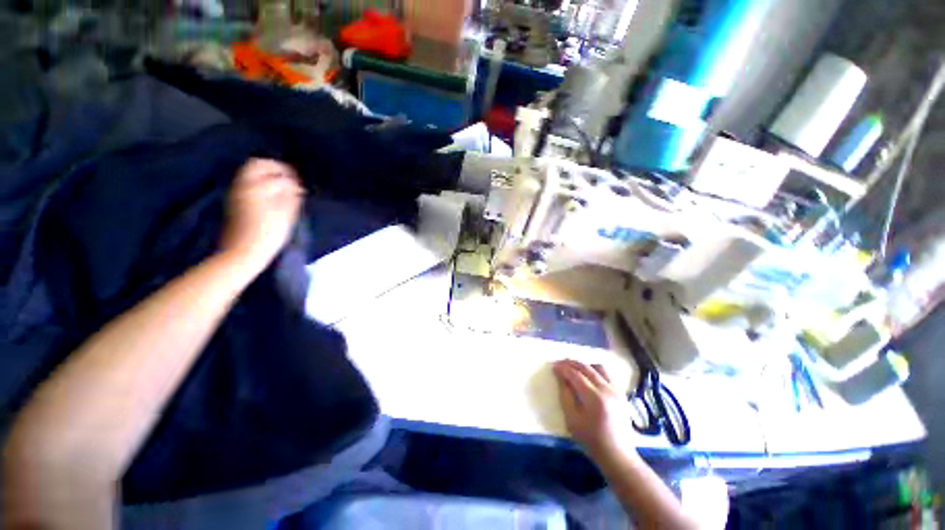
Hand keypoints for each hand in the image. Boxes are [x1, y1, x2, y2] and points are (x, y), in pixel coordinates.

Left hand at [220, 159, 303, 274]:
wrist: (243, 252)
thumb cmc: (268, 234)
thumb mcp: (286, 214)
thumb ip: (291, 196)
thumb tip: (296, 186)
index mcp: (256, 186)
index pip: (274, 170)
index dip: (289, 174)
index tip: (300, 182)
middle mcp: (242, 185)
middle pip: (256, 165)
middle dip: (274, 168)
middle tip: (290, 179)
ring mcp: (236, 193)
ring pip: (250, 173)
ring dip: (266, 176)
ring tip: (283, 188)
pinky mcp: (234, 202)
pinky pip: (247, 183)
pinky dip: (260, 184)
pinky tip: (271, 196)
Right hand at [553, 360, 639, 464]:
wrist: (617, 454)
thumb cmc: (591, 439)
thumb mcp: (572, 420)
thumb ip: (565, 396)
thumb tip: (561, 377)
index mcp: (593, 397)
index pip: (575, 374)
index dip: (563, 368)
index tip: (554, 366)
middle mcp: (606, 389)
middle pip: (586, 368)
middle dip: (571, 363)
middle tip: (560, 363)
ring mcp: (616, 390)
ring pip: (598, 367)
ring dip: (584, 365)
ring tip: (573, 367)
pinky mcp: (621, 393)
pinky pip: (606, 374)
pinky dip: (594, 370)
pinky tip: (587, 375)